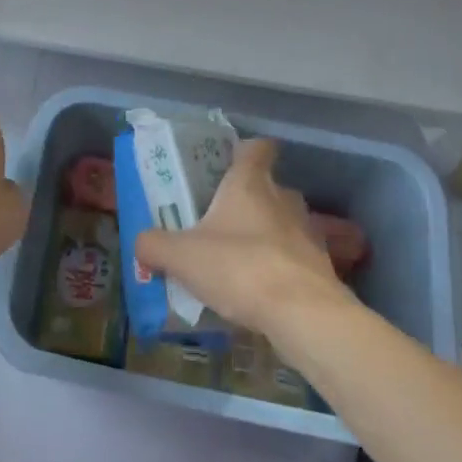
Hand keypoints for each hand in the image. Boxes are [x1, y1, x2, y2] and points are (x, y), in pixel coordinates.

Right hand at [134, 138, 341, 333]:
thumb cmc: (240, 267)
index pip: (256, 147)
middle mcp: (283, 198)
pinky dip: (278, 267)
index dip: (243, 149)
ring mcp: (306, 232)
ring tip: (237, 259)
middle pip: (267, 187)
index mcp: (250, 183)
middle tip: (218, 220)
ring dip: (263, 235)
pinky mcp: (320, 266)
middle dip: (246, 200)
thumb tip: (141, 244)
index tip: (227, 160)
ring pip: (282, 223)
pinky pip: (293, 258)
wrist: (303, 314)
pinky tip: (259, 290)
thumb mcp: (181, 256)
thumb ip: (154, 245)